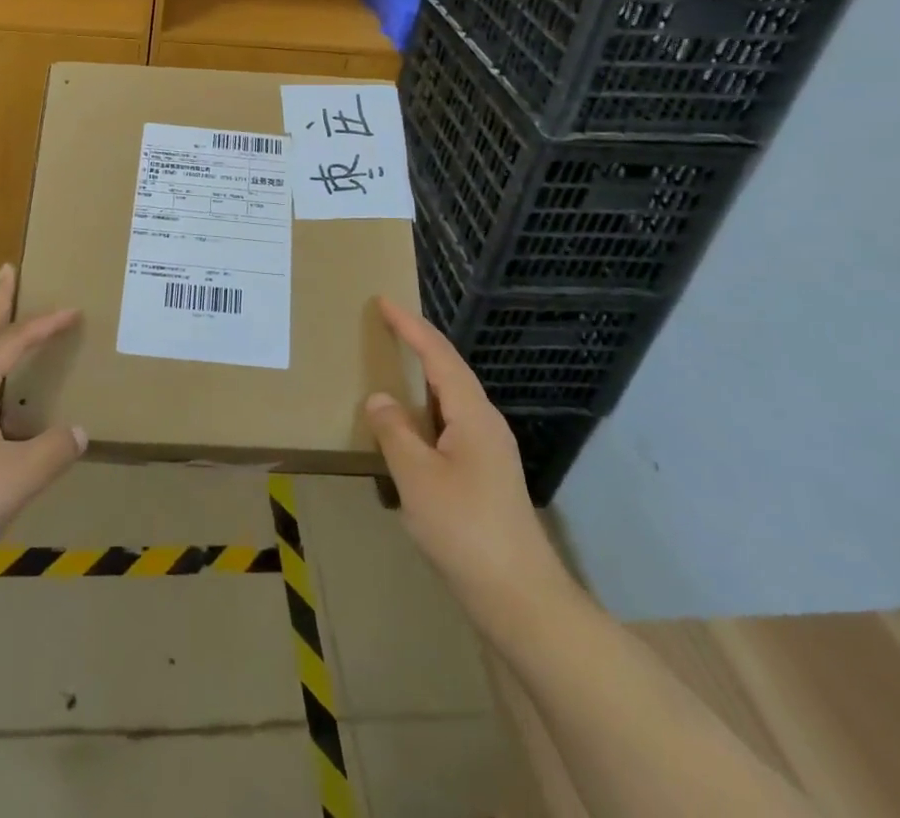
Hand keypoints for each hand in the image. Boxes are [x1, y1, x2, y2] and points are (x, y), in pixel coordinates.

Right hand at [363, 297, 576, 624]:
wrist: (521, 598)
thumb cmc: (466, 529)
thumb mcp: (417, 477)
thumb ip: (395, 431)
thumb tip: (379, 397)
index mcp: (473, 414)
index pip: (439, 355)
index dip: (411, 326)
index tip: (384, 301)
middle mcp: (486, 424)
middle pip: (450, 371)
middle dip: (419, 345)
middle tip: (387, 326)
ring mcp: (490, 451)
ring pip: (452, 400)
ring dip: (423, 378)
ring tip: (394, 366)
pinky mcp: (486, 476)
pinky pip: (451, 425)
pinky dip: (426, 411)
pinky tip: (410, 427)